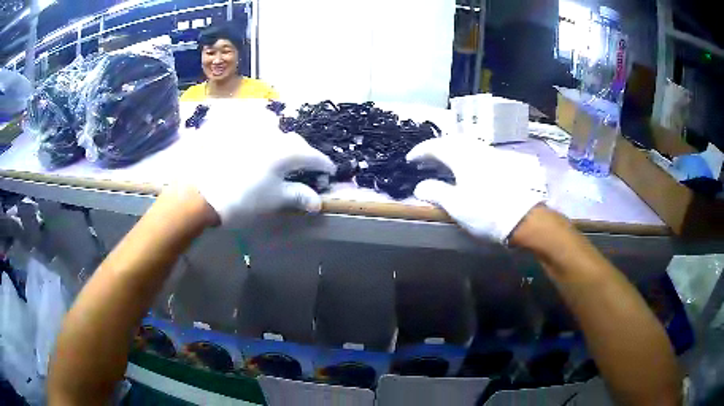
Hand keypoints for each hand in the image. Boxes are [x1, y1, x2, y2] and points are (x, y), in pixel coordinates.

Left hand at [191, 131, 335, 226]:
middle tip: (304, 166)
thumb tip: (317, 201)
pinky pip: (251, 128)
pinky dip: (258, 135)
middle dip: (303, 153)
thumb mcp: (274, 199)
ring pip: (273, 130)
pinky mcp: (231, 131)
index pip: (313, 156)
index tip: (330, 171)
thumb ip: (298, 196)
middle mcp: (271, 134)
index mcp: (286, 151)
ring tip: (278, 153)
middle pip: (294, 141)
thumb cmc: (244, 199)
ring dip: (281, 140)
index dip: (324, 164)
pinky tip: (254, 146)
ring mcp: (250, 130)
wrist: (202, 194)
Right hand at [407, 138, 545, 242]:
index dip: (420, 151)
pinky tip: (464, 168)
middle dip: (436, 148)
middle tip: (426, 159)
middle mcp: (476, 150)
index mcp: (462, 157)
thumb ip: (435, 192)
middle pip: (452, 141)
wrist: (522, 218)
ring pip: (466, 145)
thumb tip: (419, 187)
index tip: (410, 159)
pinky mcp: (501, 163)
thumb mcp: (455, 205)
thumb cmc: (486, 212)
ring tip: (442, 163)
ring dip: (451, 150)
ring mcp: (491, 155)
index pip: (436, 146)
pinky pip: (476, 152)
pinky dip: (464, 155)